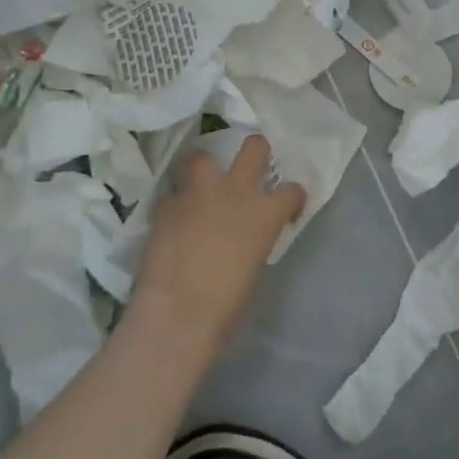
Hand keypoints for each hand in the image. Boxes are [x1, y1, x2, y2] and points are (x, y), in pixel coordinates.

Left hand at [132, 135, 305, 351]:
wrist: (178, 311)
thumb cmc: (227, 303)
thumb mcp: (255, 264)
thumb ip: (254, 237)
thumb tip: (246, 234)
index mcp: (265, 213)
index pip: (291, 190)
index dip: (292, 197)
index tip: (287, 209)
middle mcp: (235, 192)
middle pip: (254, 147)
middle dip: (255, 152)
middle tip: (248, 170)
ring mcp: (198, 193)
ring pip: (202, 156)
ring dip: (204, 168)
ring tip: (202, 186)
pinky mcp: (166, 204)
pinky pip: (174, 193)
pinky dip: (177, 203)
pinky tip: (174, 220)